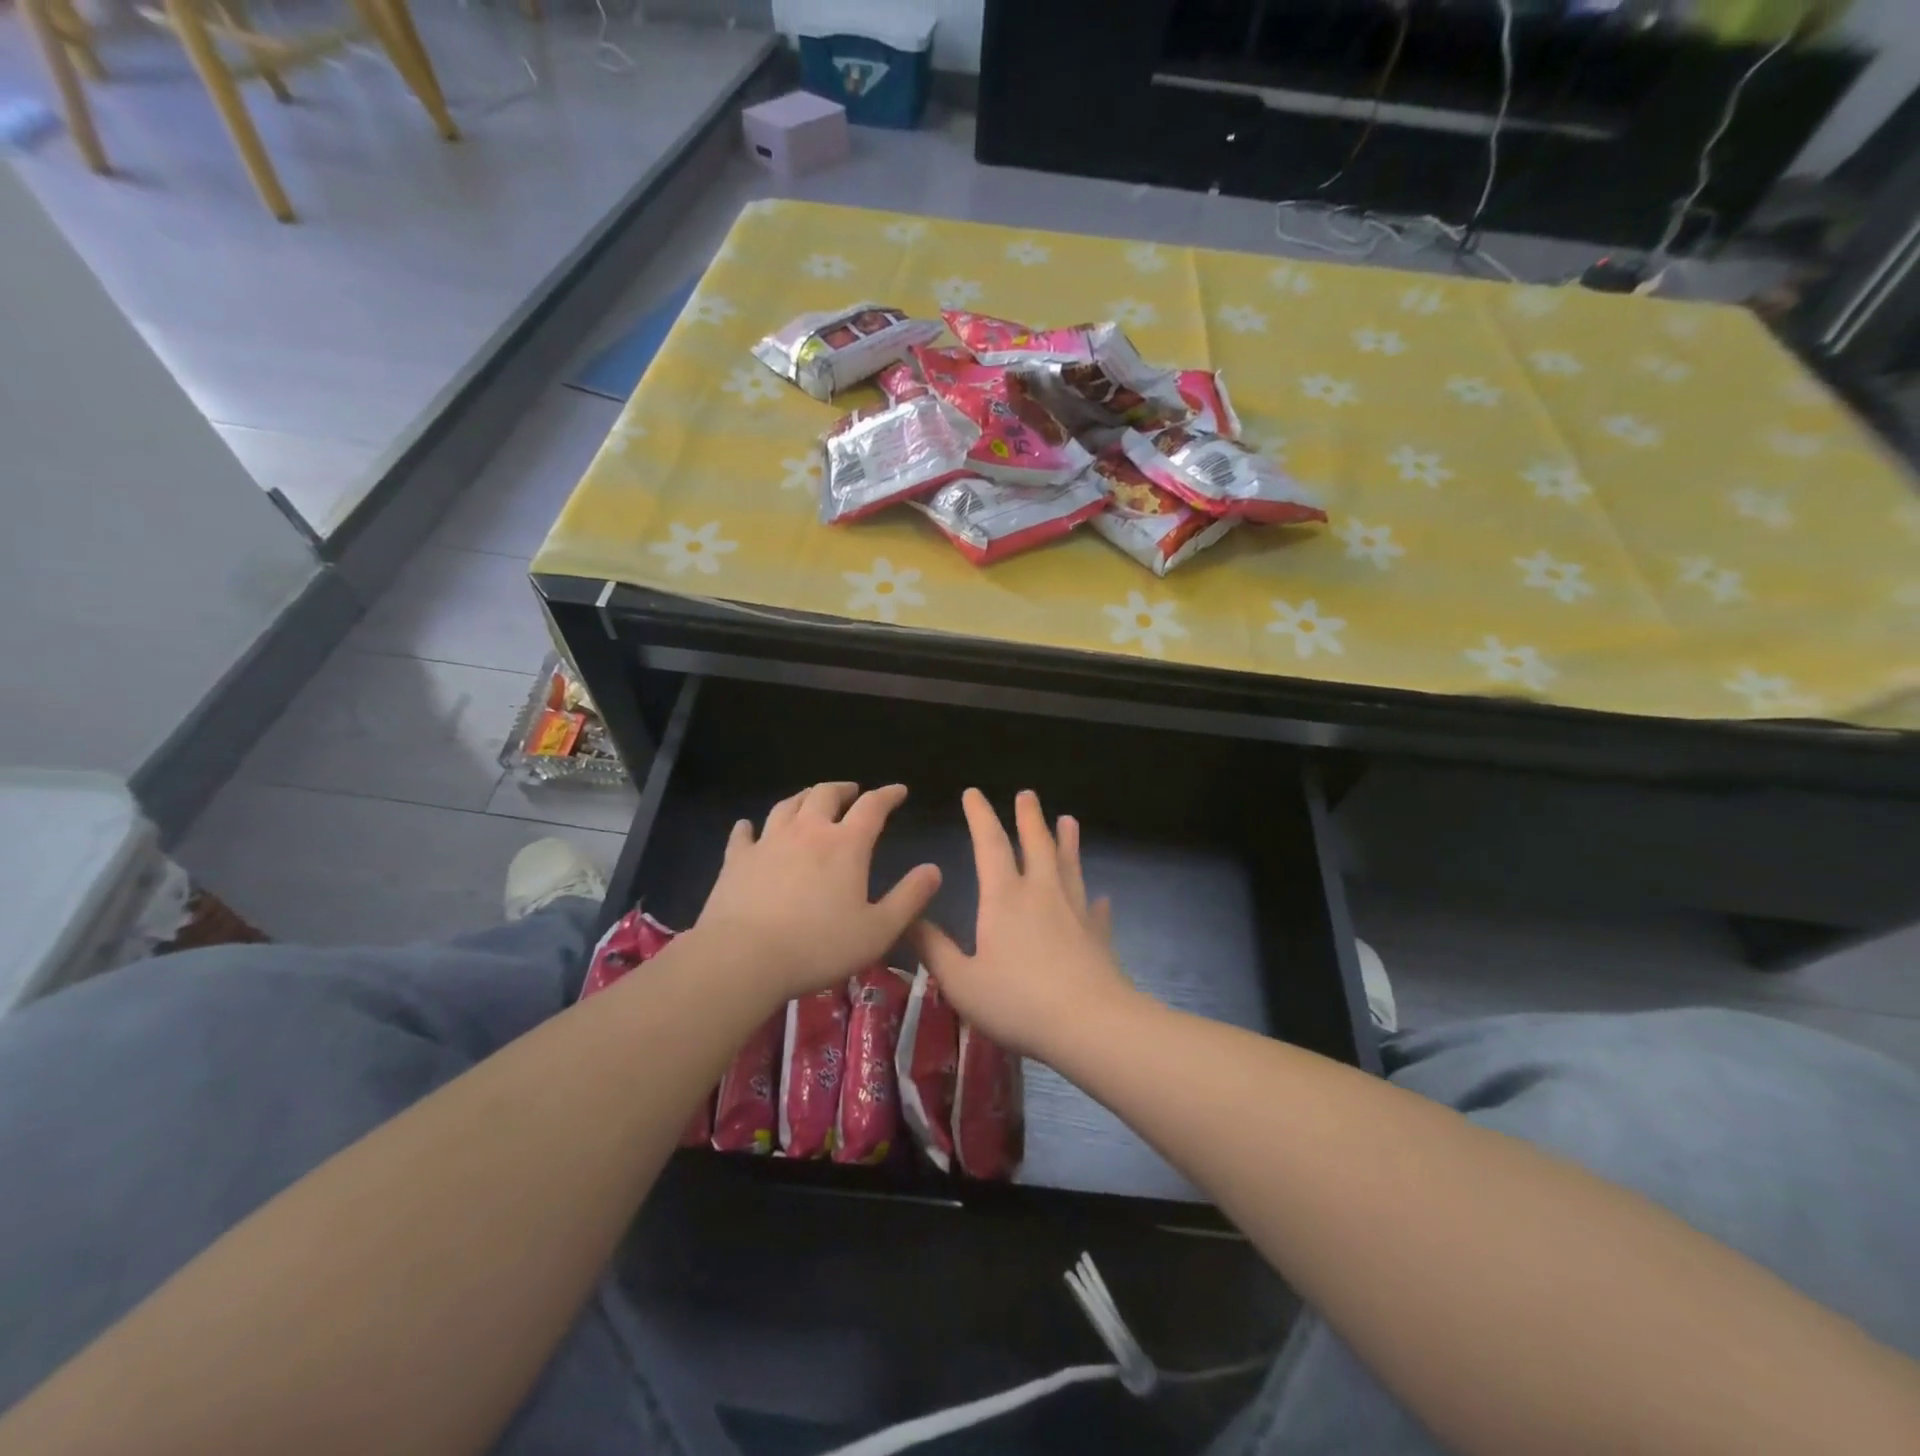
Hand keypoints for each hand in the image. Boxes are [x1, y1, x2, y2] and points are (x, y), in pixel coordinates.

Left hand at [691, 783, 940, 1004]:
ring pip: (787, 806)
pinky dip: (750, 827)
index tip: (899, 790)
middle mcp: (807, 832)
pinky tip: (749, 827)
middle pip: (825, 795)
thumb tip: (933, 870)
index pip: (872, 807)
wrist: (744, 958)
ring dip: (803, 798)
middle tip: (852, 792)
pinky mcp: (737, 860)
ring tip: (810, 799)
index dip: (888, 795)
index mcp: (846, 845)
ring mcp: (768, 842)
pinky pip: (744, 834)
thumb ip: (910, 898)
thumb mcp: (879, 930)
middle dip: (843, 789)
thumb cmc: (819, 946)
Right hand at [908, 789, 1128, 1057]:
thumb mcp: (961, 982)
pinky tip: (1100, 897)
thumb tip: (908, 919)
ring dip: (1067, 841)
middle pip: (1036, 844)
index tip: (974, 792)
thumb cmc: (1018, 1001)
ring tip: (1068, 820)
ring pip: (1069, 866)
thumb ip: (934, 950)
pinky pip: (1096, 910)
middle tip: (1027, 794)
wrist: (1089, 1024)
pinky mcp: (1098, 935)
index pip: (990, 844)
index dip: (981, 816)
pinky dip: (1095, 900)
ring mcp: (1075, 911)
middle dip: (1029, 817)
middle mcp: (1041, 893)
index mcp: (1004, 898)